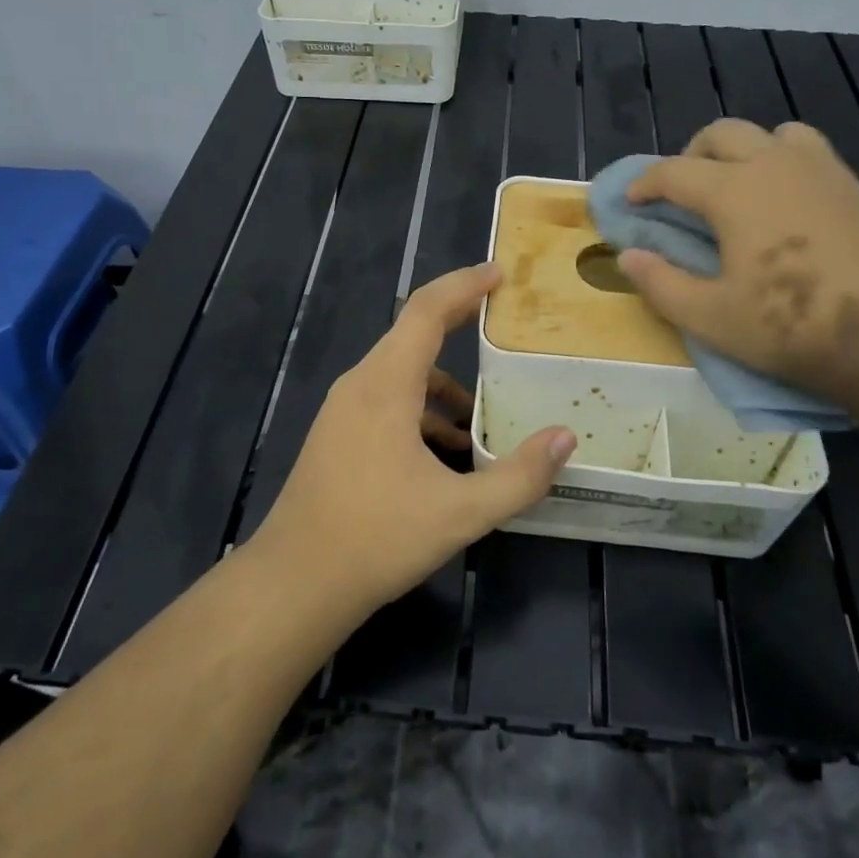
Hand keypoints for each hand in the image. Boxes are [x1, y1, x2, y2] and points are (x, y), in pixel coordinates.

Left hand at [252, 264, 576, 615]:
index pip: (426, 311)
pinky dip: (421, 409)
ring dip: (443, 383)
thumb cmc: (376, 539)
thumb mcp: (460, 513)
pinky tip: (445, 453)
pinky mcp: (338, 435)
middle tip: (502, 320)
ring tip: (482, 417)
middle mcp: (361, 384)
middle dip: (459, 322)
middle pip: (414, 333)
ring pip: (401, 373)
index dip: (464, 284)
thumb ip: (519, 476)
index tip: (499, 272)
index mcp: (386, 385)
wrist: (293, 584)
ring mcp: (344, 410)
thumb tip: (564, 438)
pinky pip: (387, 401)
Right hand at [618, 119, 858, 432]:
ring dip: (743, 150)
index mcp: (734, 190)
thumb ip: (661, 284)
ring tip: (736, 187)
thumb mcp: (711, 319)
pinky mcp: (855, 188)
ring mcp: (822, 171)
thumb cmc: (794, 328)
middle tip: (679, 191)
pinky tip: (785, 205)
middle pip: (722, 134)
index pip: (674, 171)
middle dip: (690, 155)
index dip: (645, 184)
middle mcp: (775, 164)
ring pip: (772, 133)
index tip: (631, 202)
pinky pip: (809, 152)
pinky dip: (783, 162)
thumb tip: (627, 257)